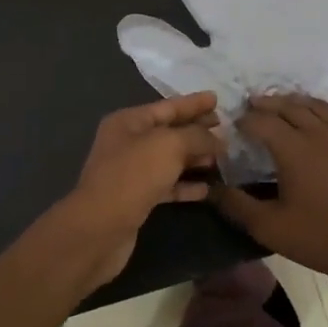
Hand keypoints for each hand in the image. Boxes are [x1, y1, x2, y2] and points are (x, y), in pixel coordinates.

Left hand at [59, 92, 223, 288]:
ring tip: (223, 157)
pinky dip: (186, 185)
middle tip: (226, 129)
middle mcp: (128, 143)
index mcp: (129, 122)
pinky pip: (167, 186)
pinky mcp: (138, 199)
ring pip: (170, 160)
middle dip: (197, 130)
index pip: (168, 106)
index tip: (217, 99)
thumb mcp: (169, 145)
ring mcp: (132, 172)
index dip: (194, 103)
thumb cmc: (133, 175)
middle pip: (169, 132)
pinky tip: (208, 189)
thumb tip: (217, 139)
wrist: (101, 227)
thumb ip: (196, 136)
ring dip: (195, 158)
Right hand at [210, 94, 327, 291]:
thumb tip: (210, 189)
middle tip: (253, 105)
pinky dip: (319, 114)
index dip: (245, 120)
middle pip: (289, 107)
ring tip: (282, 105)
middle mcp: (320, 134)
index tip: (234, 123)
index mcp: (294, 149)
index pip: (262, 122)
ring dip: (295, 102)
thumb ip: (237, 205)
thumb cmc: (320, 238)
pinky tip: (317, 125)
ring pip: (317, 107)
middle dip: (267, 104)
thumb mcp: (270, 227)